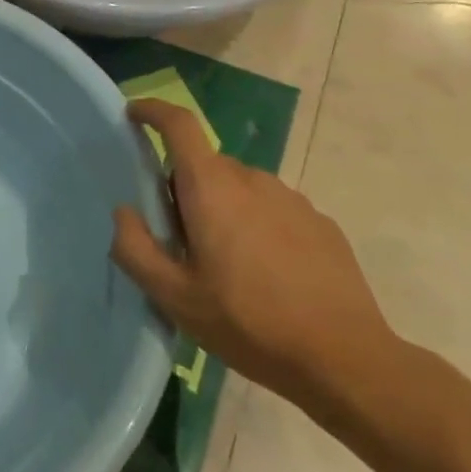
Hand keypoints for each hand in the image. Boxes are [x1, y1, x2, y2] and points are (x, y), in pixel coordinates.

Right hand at [110, 99, 398, 415]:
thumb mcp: (174, 297)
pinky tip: (266, 276)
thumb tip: (125, 212)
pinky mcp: (320, 223)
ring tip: (225, 266)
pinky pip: (272, 209)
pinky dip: (256, 227)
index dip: (153, 111)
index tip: (134, 115)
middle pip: (205, 165)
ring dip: (222, 210)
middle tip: (179, 241)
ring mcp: (292, 199)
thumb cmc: (248, 322)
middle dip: (184, 189)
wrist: (346, 360)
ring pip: (239, 188)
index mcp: (211, 187)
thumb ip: (135, 248)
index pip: (179, 125)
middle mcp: (252, 179)